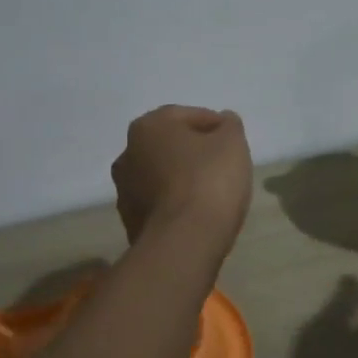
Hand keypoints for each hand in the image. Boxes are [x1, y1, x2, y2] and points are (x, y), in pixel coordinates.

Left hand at [111, 106, 252, 254]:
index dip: (215, 126)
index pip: (188, 116)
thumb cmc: (209, 181)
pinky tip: (195, 213)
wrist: (184, 241)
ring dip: (180, 177)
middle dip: (193, 151)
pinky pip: (158, 203)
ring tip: (209, 191)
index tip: (233, 140)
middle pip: (170, 145)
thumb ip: (229, 126)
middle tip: (222, 164)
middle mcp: (128, 153)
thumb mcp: (232, 143)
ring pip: (160, 174)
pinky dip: (173, 202)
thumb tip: (223, 121)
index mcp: (149, 126)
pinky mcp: (129, 221)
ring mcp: (124, 190)